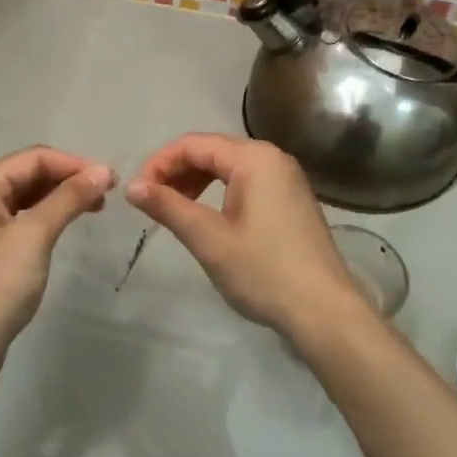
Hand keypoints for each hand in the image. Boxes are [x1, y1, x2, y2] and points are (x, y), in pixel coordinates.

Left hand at [0, 147, 113, 372]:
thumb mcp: (34, 236)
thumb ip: (68, 199)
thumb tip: (102, 171)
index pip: (33, 158)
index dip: (73, 164)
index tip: (110, 179)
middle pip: (30, 173)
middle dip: (68, 179)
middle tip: (107, 194)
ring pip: (28, 196)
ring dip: (61, 197)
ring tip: (95, 208)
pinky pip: (24, 218)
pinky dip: (49, 216)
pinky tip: (68, 224)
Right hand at [125, 134, 372, 350]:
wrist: (324, 311)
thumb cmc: (263, 271)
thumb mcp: (209, 239)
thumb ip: (168, 206)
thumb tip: (131, 186)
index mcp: (254, 158)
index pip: (194, 144)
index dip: (159, 163)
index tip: (137, 192)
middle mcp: (272, 158)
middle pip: (212, 150)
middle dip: (176, 171)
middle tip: (151, 202)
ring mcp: (286, 178)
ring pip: (228, 166)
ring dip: (196, 181)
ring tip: (174, 209)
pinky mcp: (291, 199)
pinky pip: (246, 182)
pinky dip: (219, 192)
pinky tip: (206, 216)